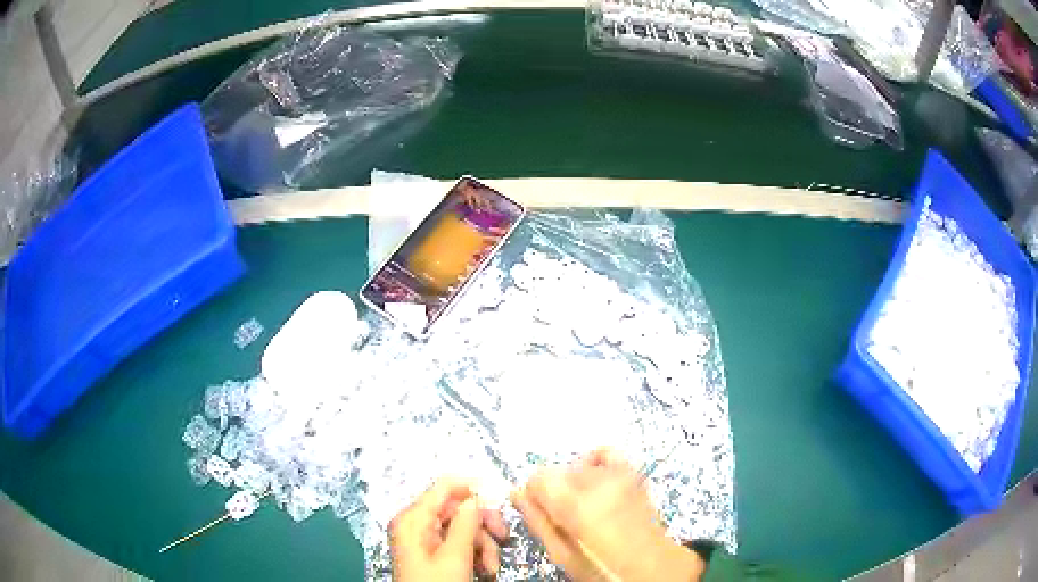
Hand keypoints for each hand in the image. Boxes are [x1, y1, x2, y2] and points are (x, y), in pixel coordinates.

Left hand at [390, 478, 508, 581]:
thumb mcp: (455, 556)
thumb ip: (466, 522)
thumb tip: (477, 496)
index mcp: (413, 518)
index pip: (444, 487)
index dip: (473, 487)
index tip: (502, 497)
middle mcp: (416, 523)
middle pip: (457, 509)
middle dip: (483, 525)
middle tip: (504, 537)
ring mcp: (423, 539)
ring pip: (462, 528)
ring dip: (483, 545)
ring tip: (492, 567)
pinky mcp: (431, 553)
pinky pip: (457, 543)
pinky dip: (475, 554)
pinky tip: (485, 569)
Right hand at [512, 448, 704, 581]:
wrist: (653, 566)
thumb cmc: (602, 567)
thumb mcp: (562, 554)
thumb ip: (537, 520)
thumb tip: (516, 494)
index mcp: (576, 504)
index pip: (538, 477)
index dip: (533, 495)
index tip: (539, 512)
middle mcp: (597, 480)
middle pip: (557, 470)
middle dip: (553, 490)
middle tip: (563, 516)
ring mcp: (619, 474)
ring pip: (577, 465)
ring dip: (572, 482)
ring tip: (582, 505)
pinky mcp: (633, 473)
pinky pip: (605, 453)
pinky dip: (594, 463)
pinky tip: (595, 482)